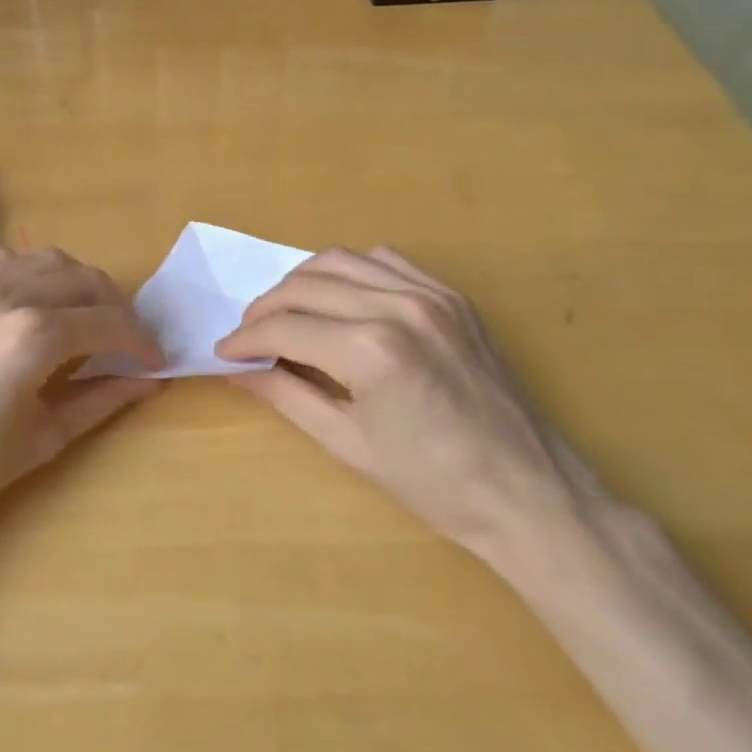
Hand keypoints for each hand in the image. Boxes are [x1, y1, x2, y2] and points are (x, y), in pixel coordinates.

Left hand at [0, 247, 163, 559]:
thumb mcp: (41, 439)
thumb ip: (100, 401)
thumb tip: (147, 383)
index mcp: (32, 334)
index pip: (107, 322)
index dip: (140, 340)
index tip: (155, 359)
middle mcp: (4, 294)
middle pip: (81, 279)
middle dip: (115, 305)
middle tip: (127, 338)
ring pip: (42, 260)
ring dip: (75, 281)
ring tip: (85, 314)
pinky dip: (30, 274)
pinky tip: (33, 303)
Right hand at [215, 247, 593, 567]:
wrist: (528, 491)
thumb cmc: (433, 483)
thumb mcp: (348, 445)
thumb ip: (285, 397)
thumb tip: (237, 371)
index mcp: (370, 350)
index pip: (285, 328)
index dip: (245, 340)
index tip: (223, 351)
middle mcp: (398, 305)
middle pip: (305, 285)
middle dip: (265, 307)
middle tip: (248, 335)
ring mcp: (430, 293)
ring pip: (341, 260)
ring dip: (302, 281)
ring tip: (286, 311)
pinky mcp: (451, 294)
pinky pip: (385, 260)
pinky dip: (350, 271)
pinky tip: (340, 298)